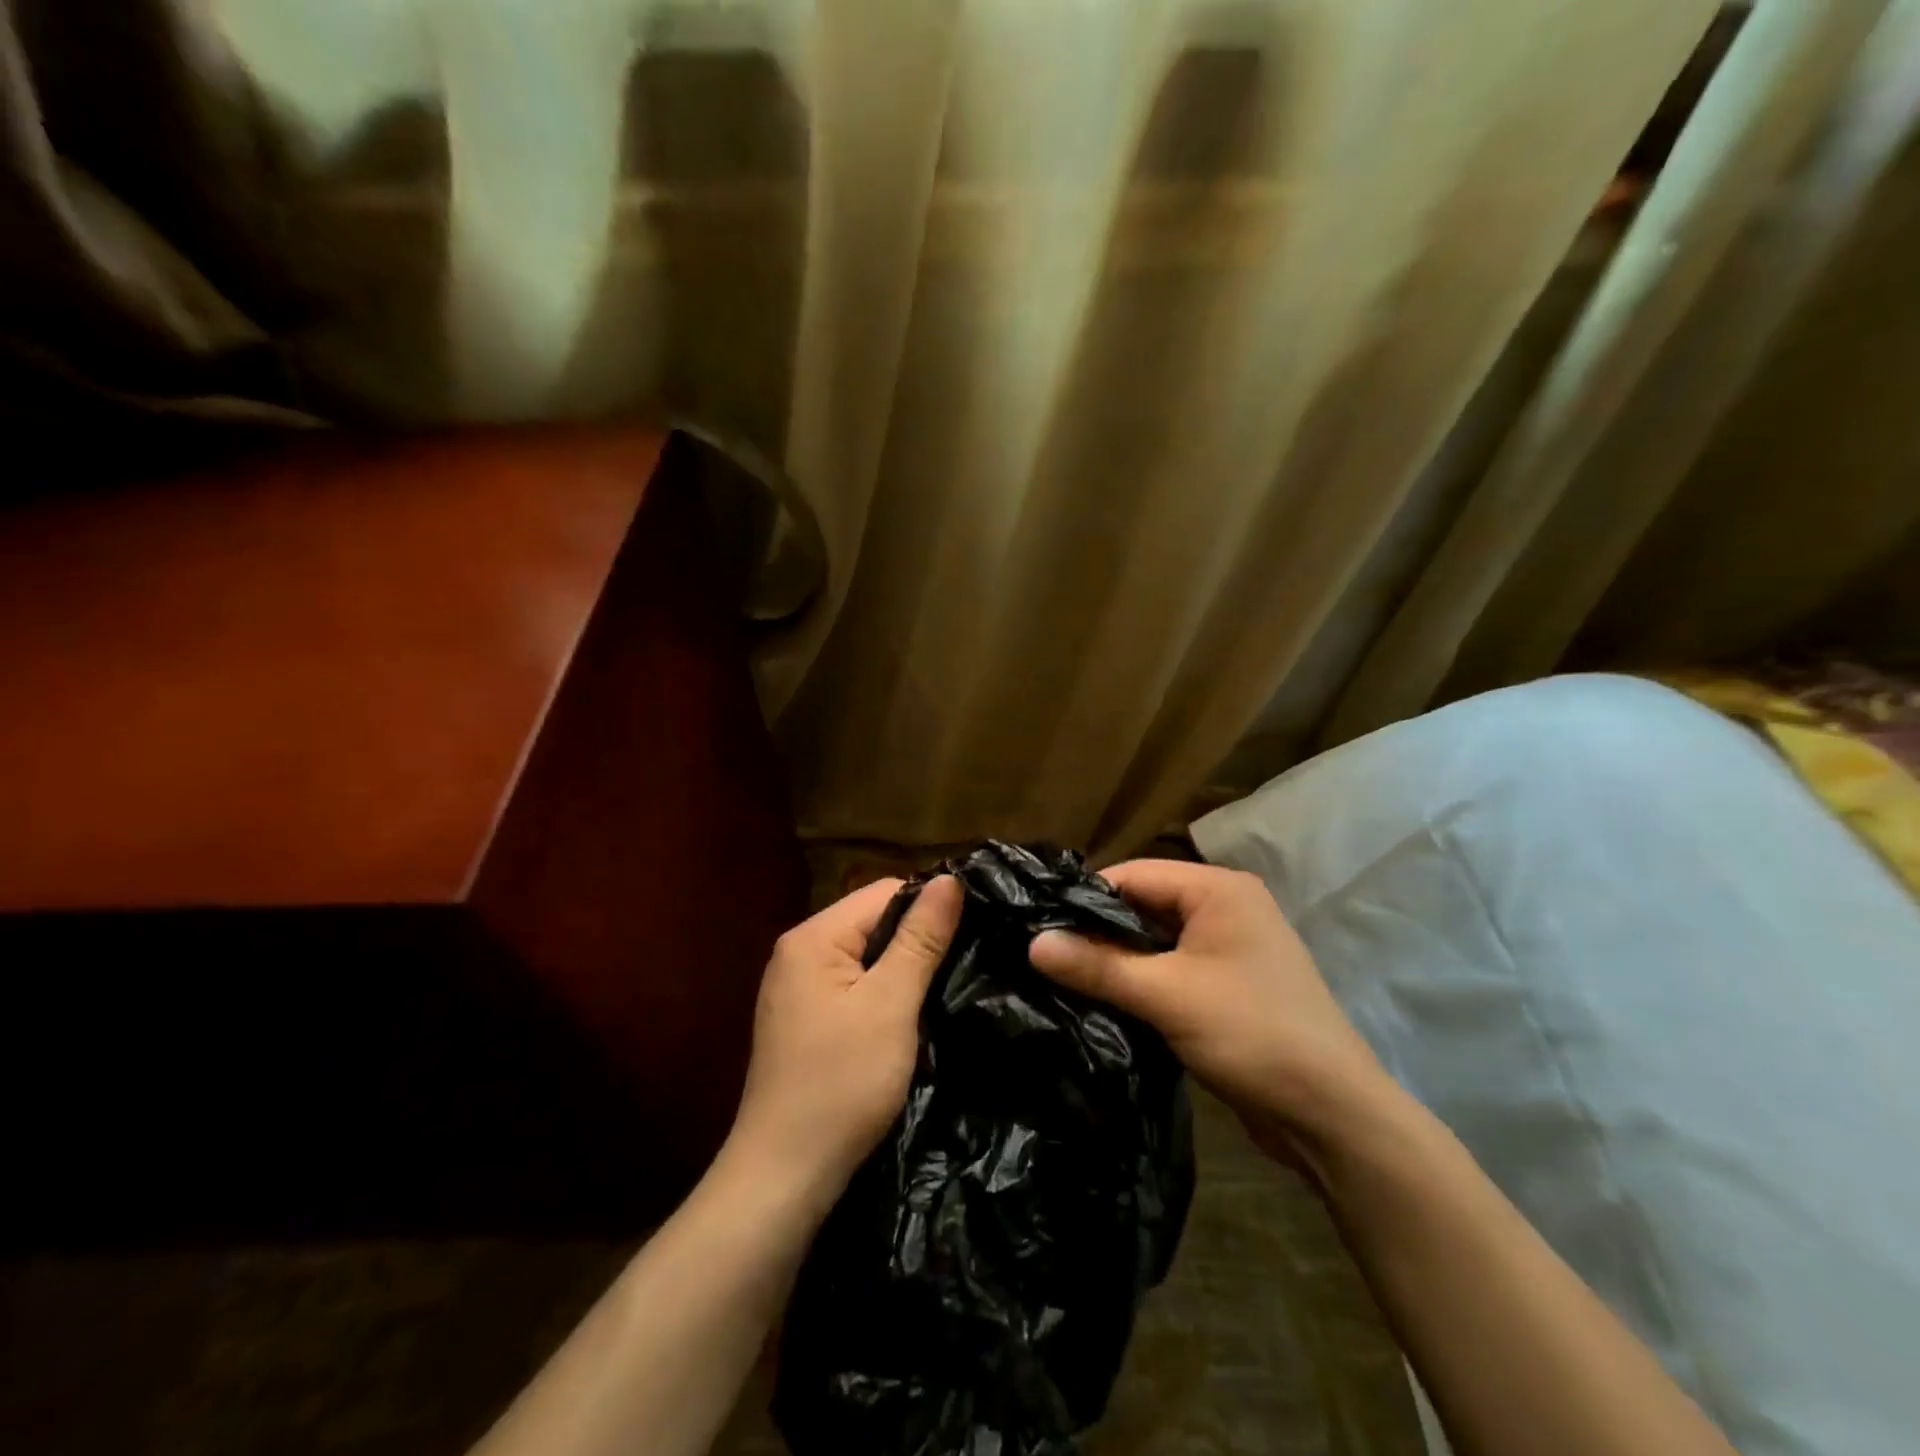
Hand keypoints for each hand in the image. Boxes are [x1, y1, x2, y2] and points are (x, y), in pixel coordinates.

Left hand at [728, 875, 964, 1201]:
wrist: (784, 1175)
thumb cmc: (841, 1083)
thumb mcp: (891, 1005)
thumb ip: (920, 939)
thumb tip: (951, 879)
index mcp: (813, 937)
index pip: (883, 892)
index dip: (929, 905)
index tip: (972, 930)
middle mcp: (798, 952)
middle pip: (872, 921)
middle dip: (917, 939)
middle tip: (962, 964)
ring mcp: (797, 988)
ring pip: (866, 956)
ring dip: (903, 969)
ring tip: (943, 988)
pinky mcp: (804, 1020)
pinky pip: (852, 986)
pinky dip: (883, 994)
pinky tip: (908, 1016)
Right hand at [1029, 860, 1392, 1171]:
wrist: (1332, 1114)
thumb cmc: (1251, 1033)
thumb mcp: (1166, 995)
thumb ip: (1097, 966)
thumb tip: (1033, 943)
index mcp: (1219, 889)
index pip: (1134, 875)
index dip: (1085, 898)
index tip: (1039, 924)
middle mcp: (1227, 907)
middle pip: (1144, 905)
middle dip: (1099, 930)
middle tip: (1046, 953)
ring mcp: (1231, 947)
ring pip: (1156, 940)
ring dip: (1118, 959)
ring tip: (1066, 976)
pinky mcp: (1230, 984)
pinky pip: (1173, 967)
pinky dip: (1142, 979)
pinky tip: (1106, 998)